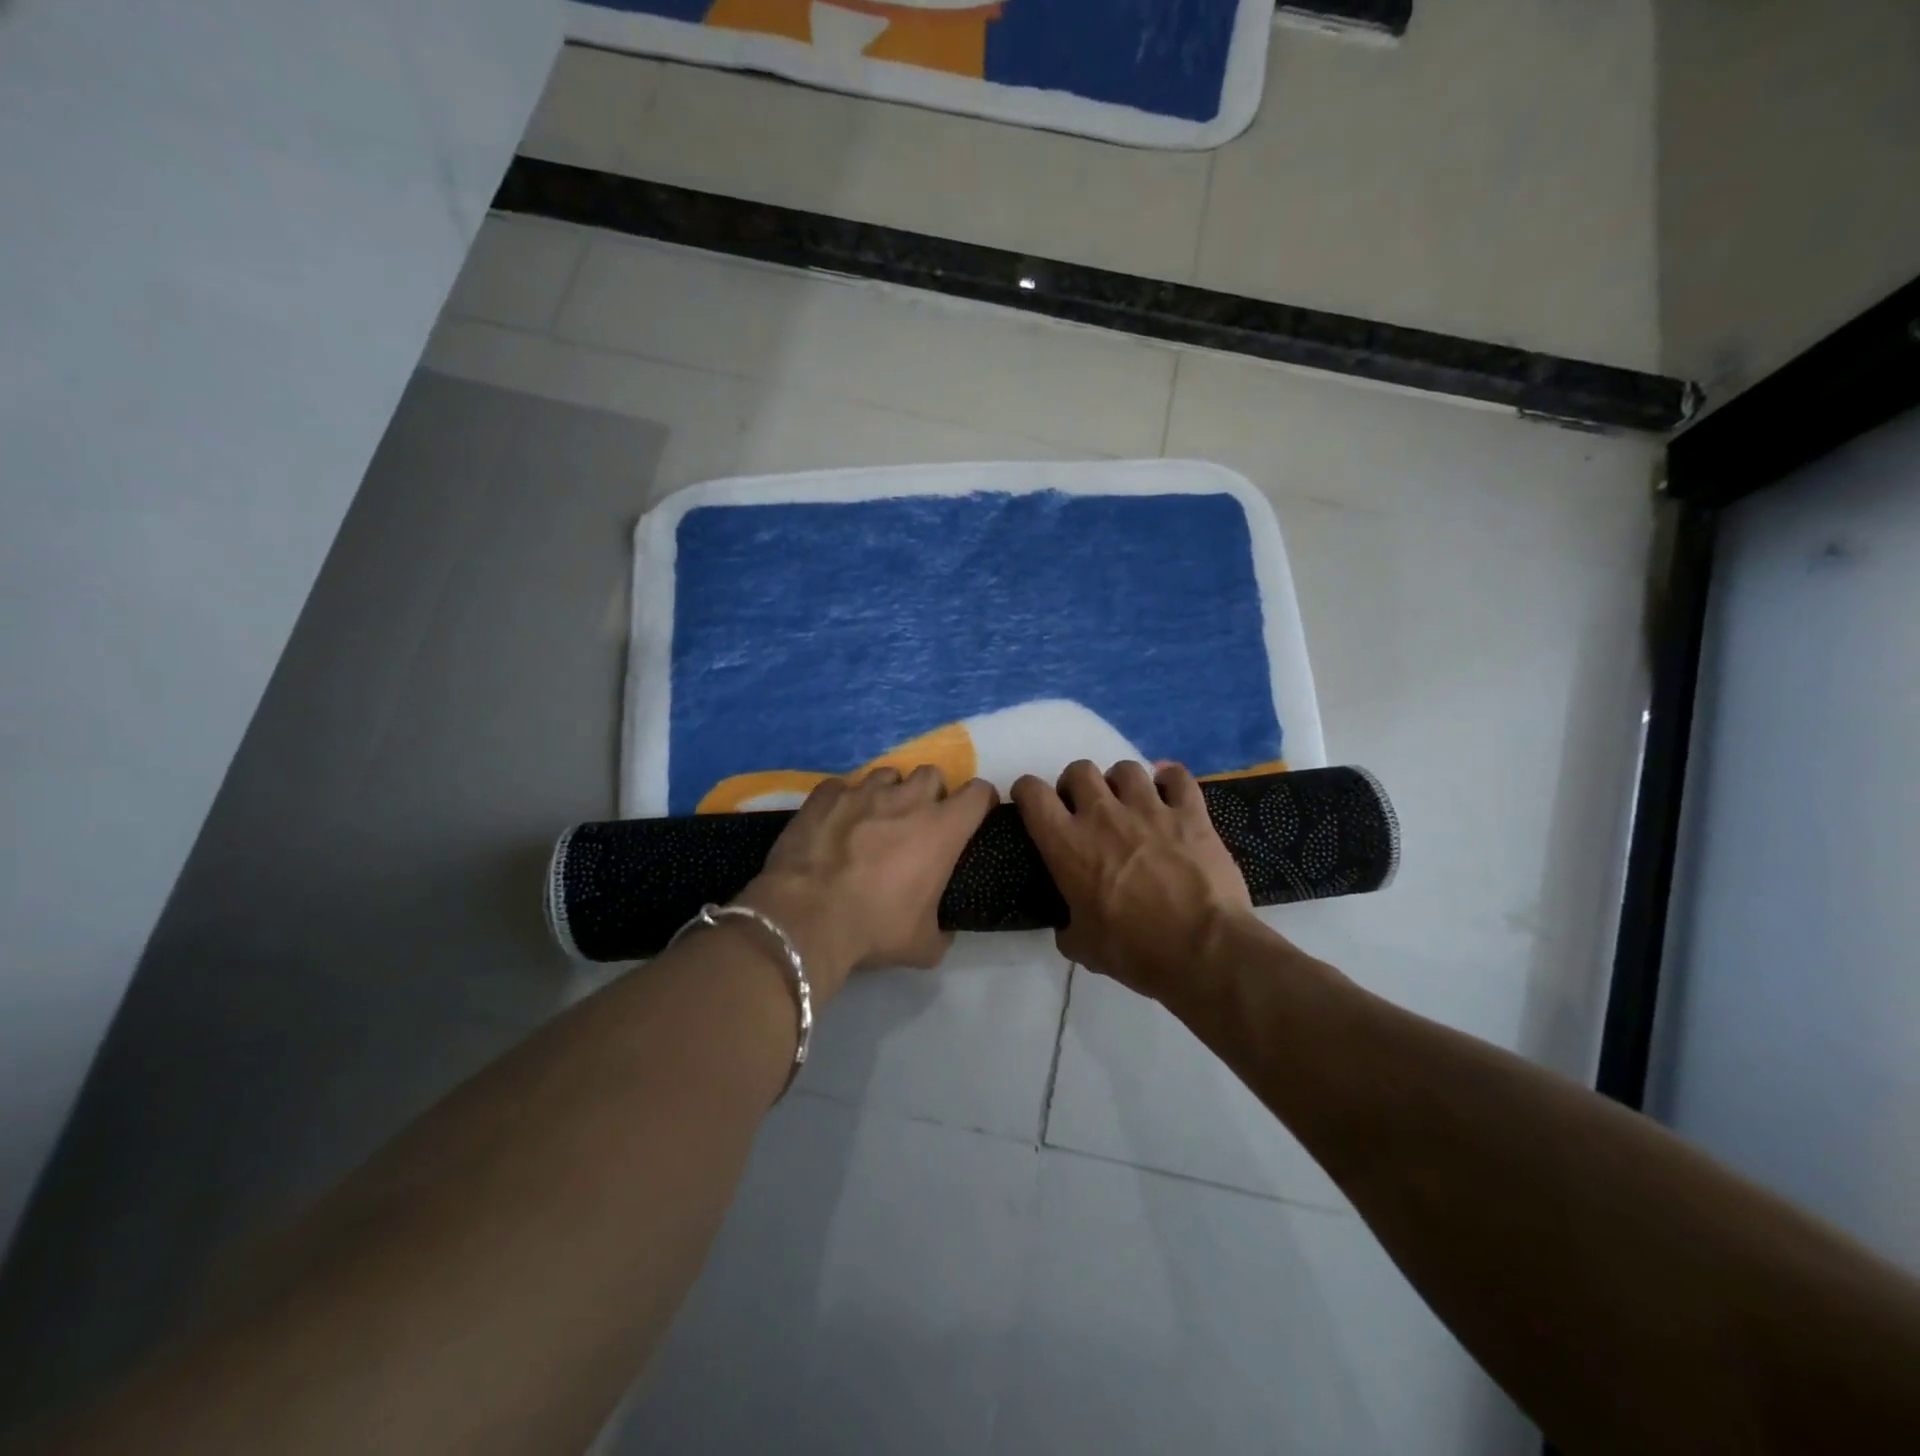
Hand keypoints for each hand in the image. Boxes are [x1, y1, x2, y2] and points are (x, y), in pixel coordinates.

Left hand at [738, 766, 997, 999]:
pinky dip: (845, 800)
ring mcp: (863, 791)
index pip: (978, 793)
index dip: (980, 802)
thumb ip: (942, 932)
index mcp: (942, 829)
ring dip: (889, 793)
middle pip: (932, 774)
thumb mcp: (923, 946)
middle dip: (931, 793)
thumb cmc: (873, 927)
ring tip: (876, 818)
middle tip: (919, 821)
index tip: (974, 817)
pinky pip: (843, 786)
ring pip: (888, 774)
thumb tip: (942, 931)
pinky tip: (836, 822)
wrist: (806, 918)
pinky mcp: (825, 794)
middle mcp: (907, 799)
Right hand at [1012, 760, 1255, 1001]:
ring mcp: (1149, 808)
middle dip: (1076, 784)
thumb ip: (1069, 927)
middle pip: (1079, 770)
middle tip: (1084, 808)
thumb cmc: (1135, 950)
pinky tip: (1170, 794)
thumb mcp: (1084, 947)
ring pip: (1126, 768)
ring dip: (1121, 782)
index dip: (1027, 791)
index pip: (1033, 793)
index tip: (1032, 803)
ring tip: (1129, 802)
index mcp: (1068, 845)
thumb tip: (1069, 926)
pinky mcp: (1190, 813)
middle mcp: (1103, 815)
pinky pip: (1177, 776)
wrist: (1203, 950)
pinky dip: (1170, 780)